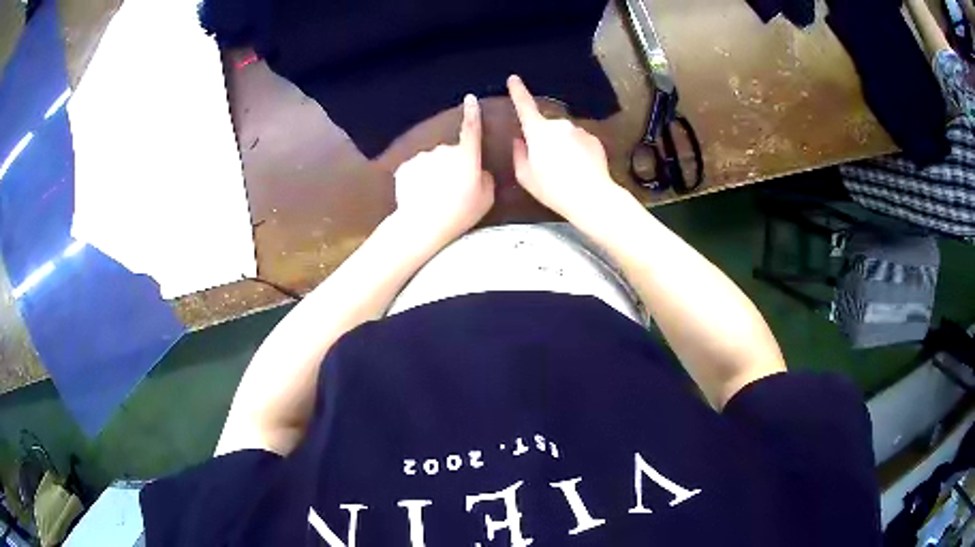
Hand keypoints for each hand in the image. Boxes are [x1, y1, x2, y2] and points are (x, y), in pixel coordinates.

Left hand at [393, 95, 494, 243]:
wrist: (422, 224)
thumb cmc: (460, 213)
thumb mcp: (486, 199)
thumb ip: (486, 179)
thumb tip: (480, 170)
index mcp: (466, 156)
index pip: (471, 129)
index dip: (472, 113)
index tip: (470, 99)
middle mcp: (444, 151)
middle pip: (450, 153)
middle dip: (452, 166)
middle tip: (452, 191)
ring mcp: (423, 157)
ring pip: (431, 162)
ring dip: (433, 174)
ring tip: (434, 197)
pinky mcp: (406, 167)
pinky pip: (415, 170)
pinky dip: (418, 180)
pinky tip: (419, 197)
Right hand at [507, 75, 623, 222]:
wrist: (591, 196)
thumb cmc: (553, 189)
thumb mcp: (526, 177)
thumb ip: (519, 154)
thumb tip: (519, 140)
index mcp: (537, 131)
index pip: (524, 105)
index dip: (518, 91)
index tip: (514, 78)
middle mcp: (558, 124)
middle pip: (546, 128)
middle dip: (544, 141)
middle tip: (546, 166)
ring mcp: (578, 130)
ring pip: (564, 135)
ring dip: (562, 147)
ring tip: (565, 172)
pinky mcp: (594, 139)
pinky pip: (580, 142)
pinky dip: (577, 152)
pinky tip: (579, 170)